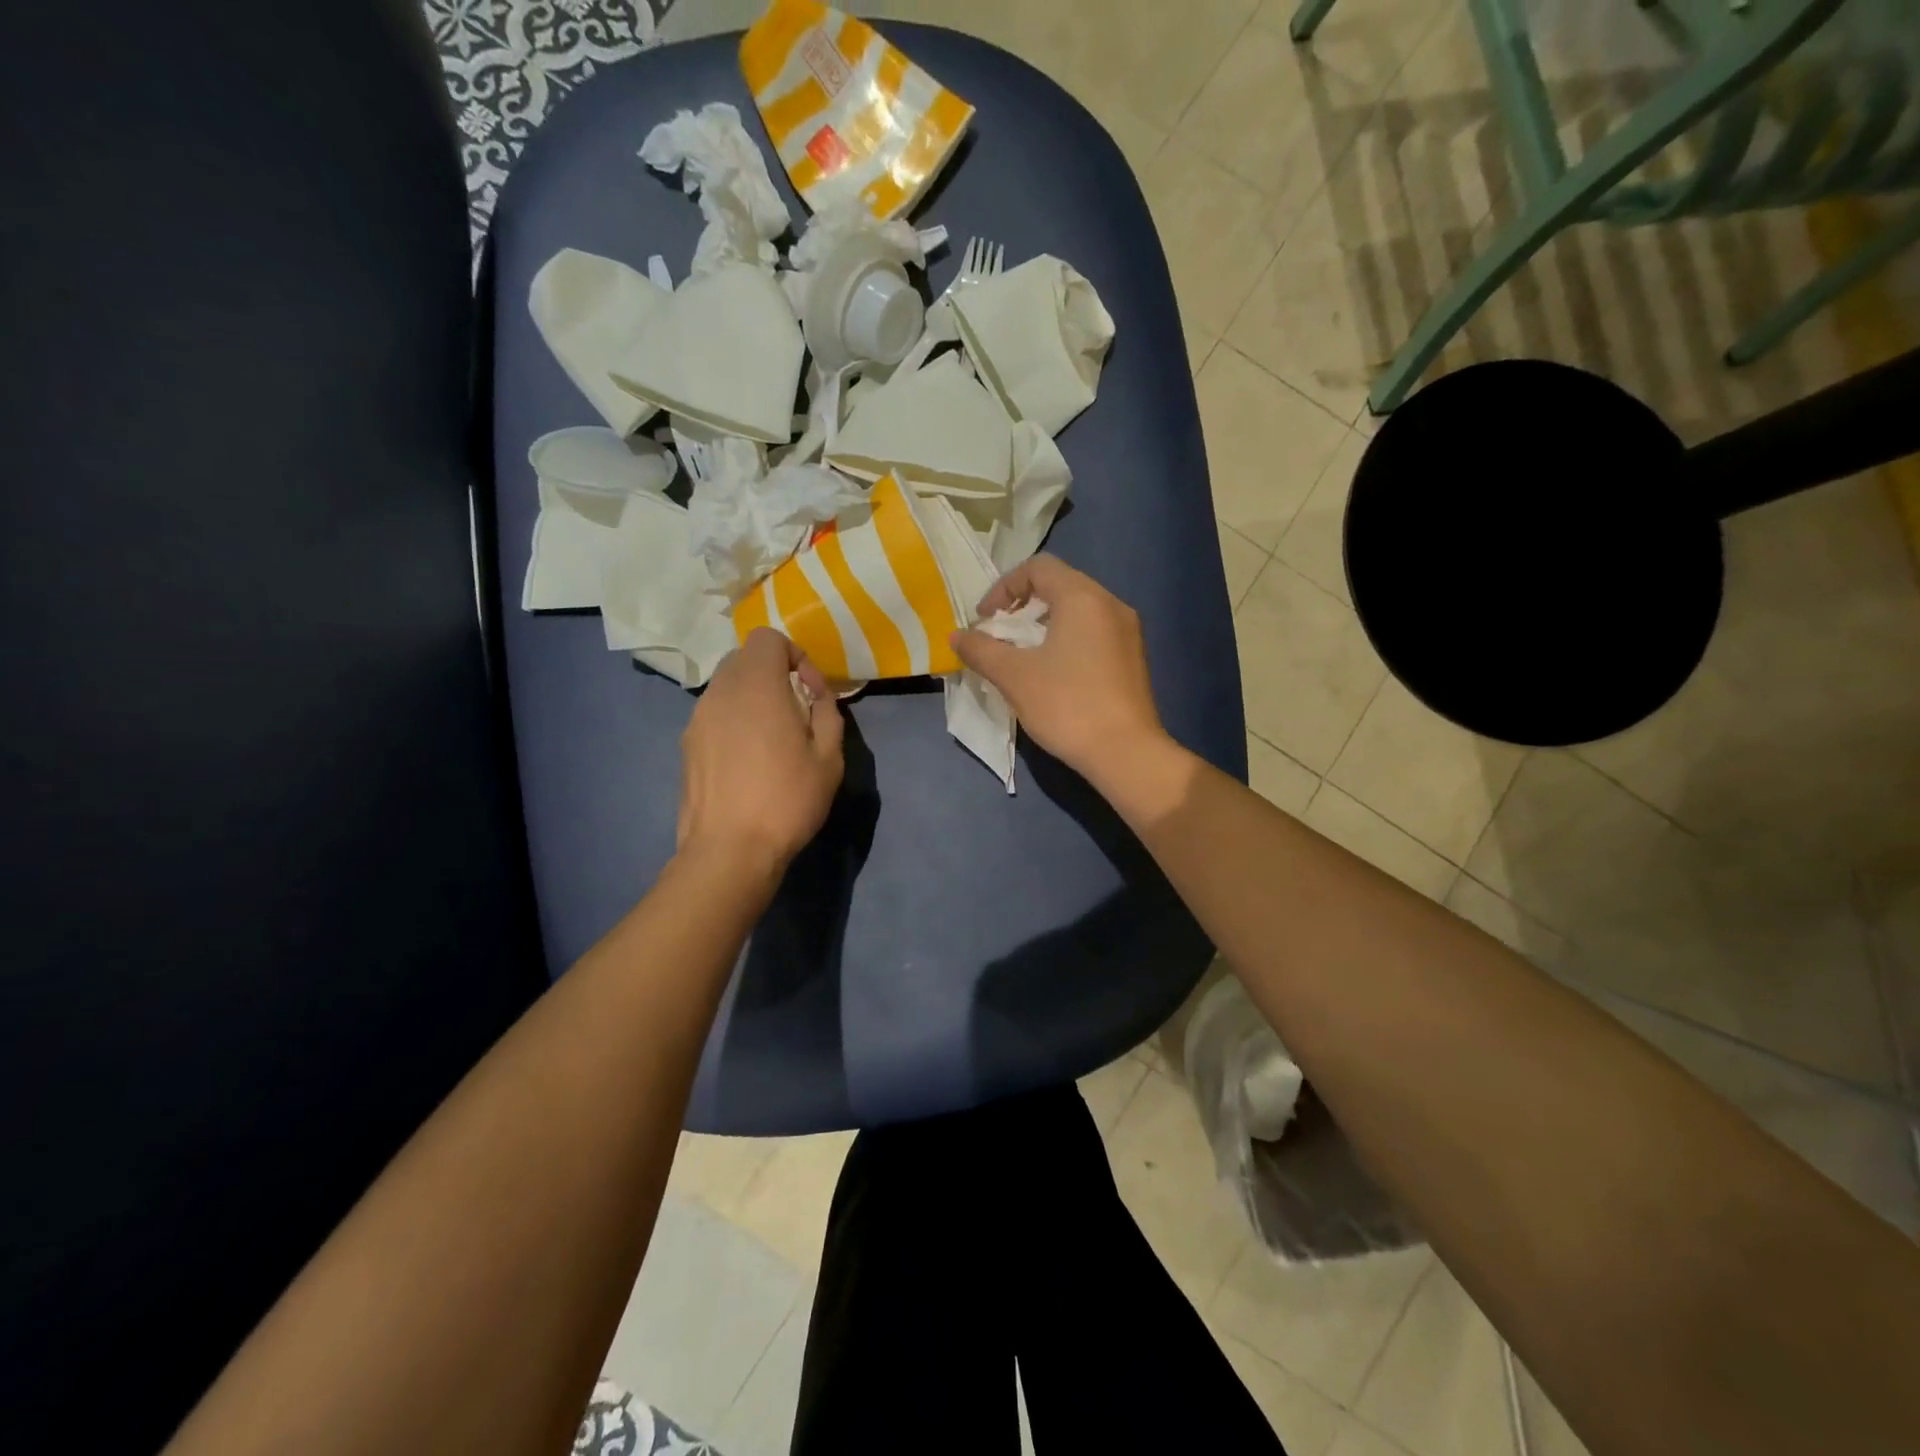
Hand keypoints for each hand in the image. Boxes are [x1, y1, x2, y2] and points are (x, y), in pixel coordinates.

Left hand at [677, 628, 844, 874]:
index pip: (768, 638)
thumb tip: (816, 695)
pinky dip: (734, 721)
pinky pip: (714, 714)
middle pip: (745, 659)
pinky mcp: (687, 745)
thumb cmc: (787, 800)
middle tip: (796, 711)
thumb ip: (827, 712)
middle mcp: (720, 692)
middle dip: (774, 674)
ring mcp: (697, 719)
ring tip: (773, 739)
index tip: (810, 691)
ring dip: (753, 698)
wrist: (729, 851)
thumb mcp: (830, 757)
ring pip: (727, 687)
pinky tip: (749, 761)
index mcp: (756, 686)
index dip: (794, 654)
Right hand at [950, 555, 1166, 784]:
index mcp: (1082, 597)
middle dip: (1023, 605)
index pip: (1038, 567)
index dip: (1004, 587)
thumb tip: (956, 636)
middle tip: (1000, 635)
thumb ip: (981, 650)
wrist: (1125, 752)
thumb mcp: (1013, 676)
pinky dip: (1067, 639)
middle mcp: (1110, 604)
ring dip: (1044, 624)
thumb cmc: (1066, 705)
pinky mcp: (1133, 657)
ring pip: (1078, 610)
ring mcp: (1127, 631)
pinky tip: (1053, 673)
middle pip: (1060, 585)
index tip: (985, 620)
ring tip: (1022, 655)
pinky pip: (1094, 632)